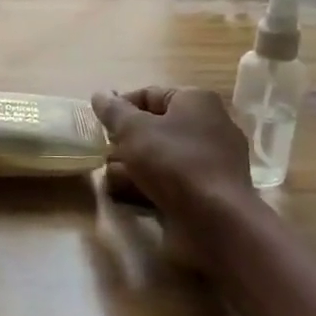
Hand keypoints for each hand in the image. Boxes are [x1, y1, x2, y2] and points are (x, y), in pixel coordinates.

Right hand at [91, 86, 255, 219]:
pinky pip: (174, 180)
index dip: (120, 108)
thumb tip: (100, 94)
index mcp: (197, 101)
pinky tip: (128, 195)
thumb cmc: (174, 162)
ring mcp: (213, 161)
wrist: (216, 221)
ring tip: (110, 178)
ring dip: (133, 166)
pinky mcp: (210, 191)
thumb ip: (114, 111)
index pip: (149, 94)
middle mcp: (210, 126)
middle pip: (156, 127)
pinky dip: (151, 185)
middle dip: (126, 141)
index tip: (99, 127)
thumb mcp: (134, 129)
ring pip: (163, 156)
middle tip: (103, 154)